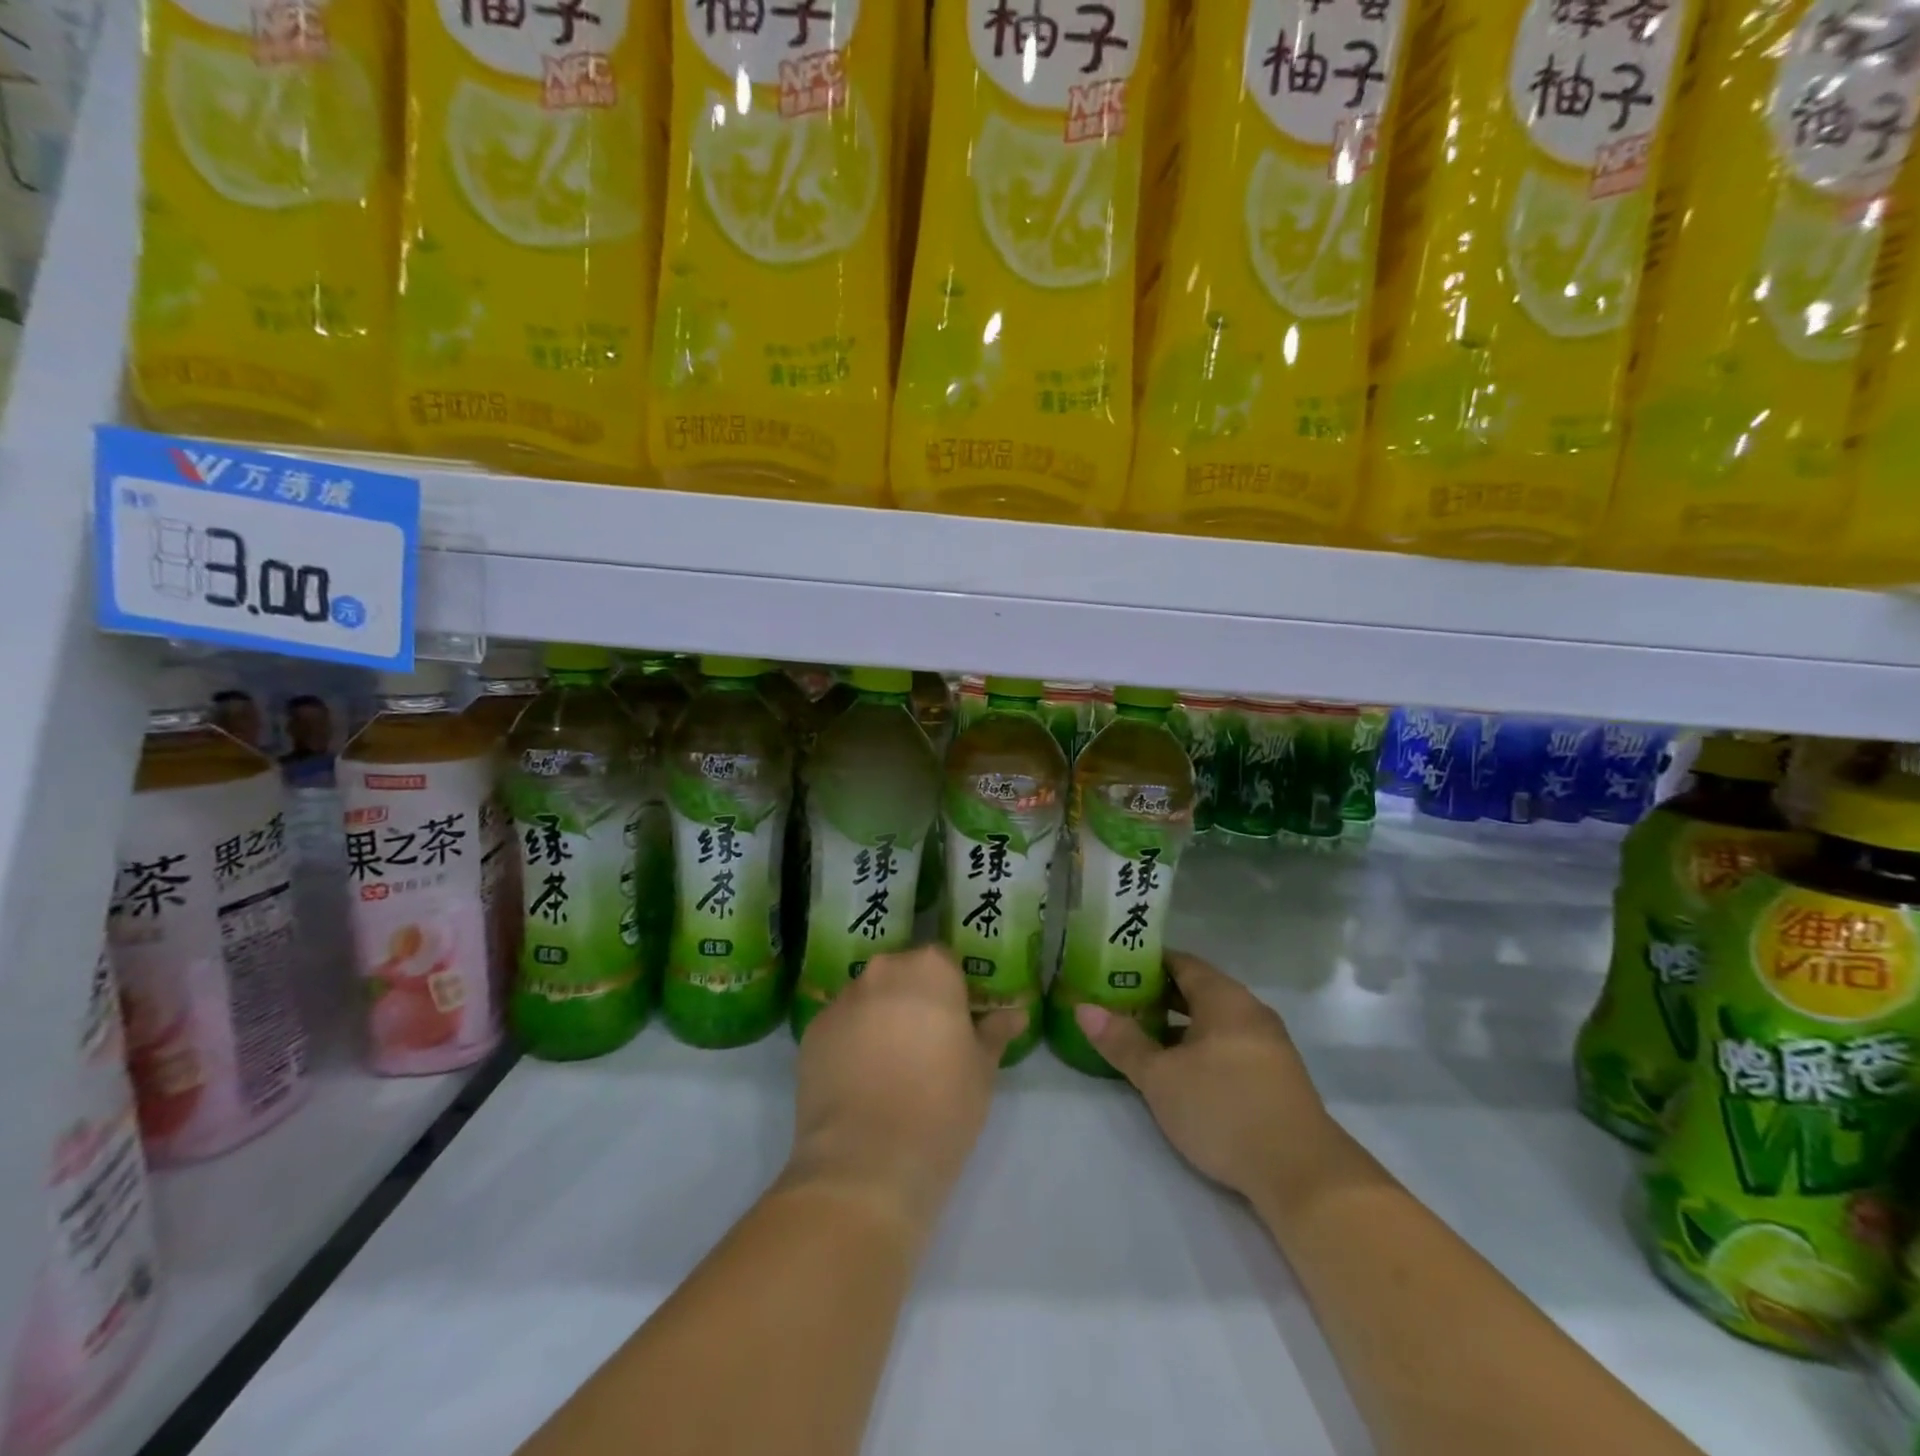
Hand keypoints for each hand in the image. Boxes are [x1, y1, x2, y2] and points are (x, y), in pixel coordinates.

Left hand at [782, 946, 1024, 1239]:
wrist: (866, 1164)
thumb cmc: (941, 1108)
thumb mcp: (982, 1072)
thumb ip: (994, 1033)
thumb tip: (1016, 1014)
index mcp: (930, 970)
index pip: (945, 962)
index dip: (953, 990)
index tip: (958, 1023)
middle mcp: (882, 971)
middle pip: (902, 973)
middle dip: (914, 999)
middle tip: (926, 1044)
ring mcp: (842, 1001)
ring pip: (868, 998)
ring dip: (880, 1018)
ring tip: (889, 1067)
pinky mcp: (811, 1032)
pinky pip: (840, 1026)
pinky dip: (850, 1042)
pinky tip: (858, 1081)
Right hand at [1074, 952, 1352, 1216]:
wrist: (1303, 1174)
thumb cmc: (1224, 1108)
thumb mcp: (1161, 1077)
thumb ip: (1122, 1041)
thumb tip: (1083, 1008)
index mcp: (1224, 997)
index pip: (1181, 962)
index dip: (1147, 962)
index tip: (1114, 967)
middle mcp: (1249, 1011)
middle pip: (1198, 990)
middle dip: (1158, 995)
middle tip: (1119, 1003)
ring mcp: (1268, 1044)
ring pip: (1214, 1021)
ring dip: (1179, 1025)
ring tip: (1142, 1037)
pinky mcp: (1276, 1077)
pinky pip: (1229, 1045)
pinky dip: (1201, 1047)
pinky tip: (1181, 1071)